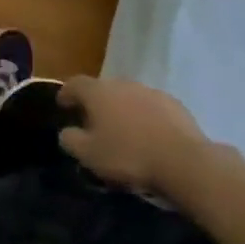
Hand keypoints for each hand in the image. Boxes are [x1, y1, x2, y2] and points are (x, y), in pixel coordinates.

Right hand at [57, 75, 207, 195]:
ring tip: (121, 130)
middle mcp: (123, 83)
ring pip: (128, 96)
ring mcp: (150, 91)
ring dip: (121, 109)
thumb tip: (66, 131)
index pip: (76, 83)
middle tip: (92, 122)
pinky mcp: (172, 103)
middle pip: (103, 88)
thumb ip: (71, 140)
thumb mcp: (89, 155)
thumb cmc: (127, 156)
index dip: (66, 93)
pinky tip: (147, 135)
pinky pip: (150, 106)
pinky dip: (143, 116)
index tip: (62, 104)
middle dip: (96, 103)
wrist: (181, 160)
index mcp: (99, 92)